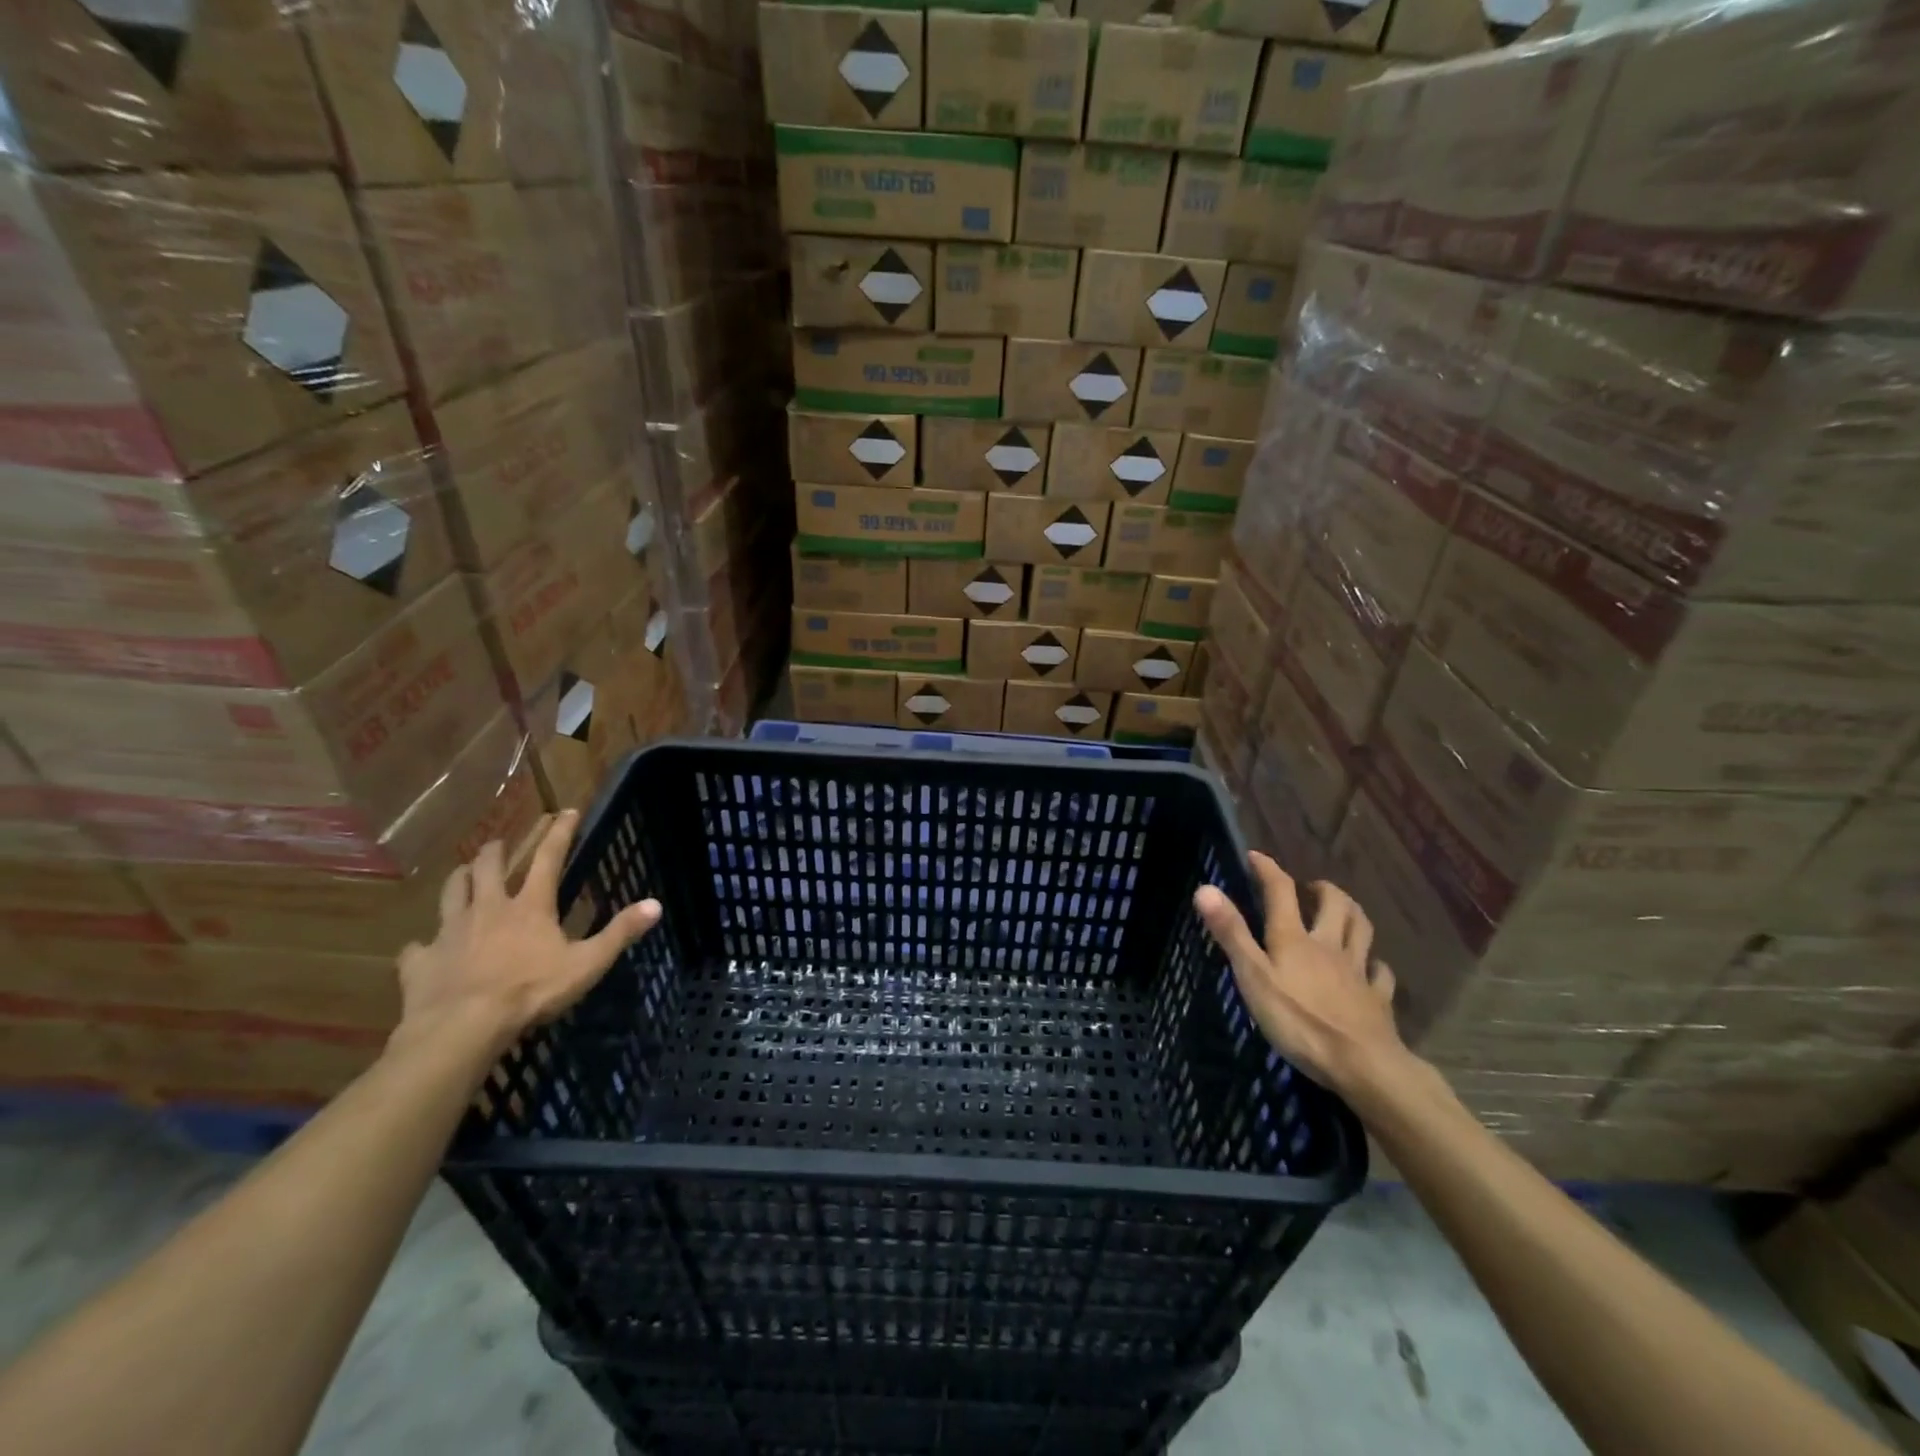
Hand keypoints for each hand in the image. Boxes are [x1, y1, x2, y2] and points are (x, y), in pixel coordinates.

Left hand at [394, 810, 661, 1050]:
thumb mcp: (587, 964)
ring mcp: (450, 932)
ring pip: (451, 892)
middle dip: (497, 848)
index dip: (560, 832)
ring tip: (464, 873)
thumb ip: (619, 933)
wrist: (462, 1027)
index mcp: (530, 906)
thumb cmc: (531, 991)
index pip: (549, 858)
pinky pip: (418, 947)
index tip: (565, 811)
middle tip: (501, 841)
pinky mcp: (421, 960)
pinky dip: (424, 944)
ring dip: (459, 879)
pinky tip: (424, 949)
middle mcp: (488, 908)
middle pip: (488, 866)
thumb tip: (656, 904)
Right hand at [1194, 852, 1409, 1096]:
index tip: (1256, 856)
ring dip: (1353, 913)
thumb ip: (1231, 933)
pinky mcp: (1377, 1000)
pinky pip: (1380, 974)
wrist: (1362, 1065)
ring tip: (1343, 911)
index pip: (1281, 892)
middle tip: (1310, 887)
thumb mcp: (1254, 976)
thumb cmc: (1299, 1021)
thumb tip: (1205, 888)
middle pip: (1335, 905)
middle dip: (1322, 889)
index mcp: (1295, 939)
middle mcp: (1328, 946)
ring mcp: (1357, 972)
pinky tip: (1372, 967)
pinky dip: (1375, 965)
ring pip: (1362, 931)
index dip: (1268, 870)